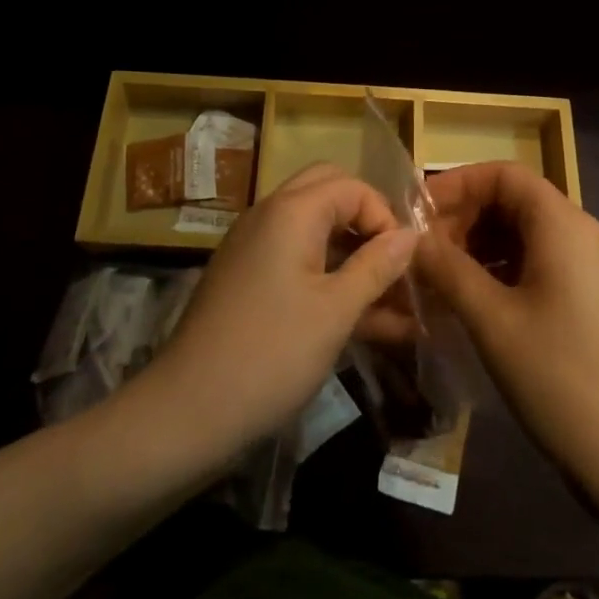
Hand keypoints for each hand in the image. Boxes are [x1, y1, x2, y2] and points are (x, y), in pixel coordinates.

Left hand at [145, 163, 416, 463]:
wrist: (186, 412)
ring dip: (352, 255)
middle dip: (367, 223)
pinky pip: (297, 261)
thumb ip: (377, 266)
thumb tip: (411, 234)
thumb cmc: (271, 354)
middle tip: (392, 263)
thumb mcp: (336, 311)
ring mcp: (255, 247)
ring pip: (315, 230)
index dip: (385, 217)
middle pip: (329, 194)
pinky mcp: (248, 279)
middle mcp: (270, 215)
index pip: (352, 186)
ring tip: (393, 302)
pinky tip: (364, 321)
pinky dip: (329, 277)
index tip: (404, 262)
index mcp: (291, 211)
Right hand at [415, 163, 598, 516]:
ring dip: (483, 247)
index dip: (458, 184)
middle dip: (466, 218)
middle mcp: (586, 235)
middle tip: (425, 254)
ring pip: (529, 236)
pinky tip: (479, 305)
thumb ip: (447, 270)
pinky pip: (545, 265)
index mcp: (564, 225)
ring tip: (444, 281)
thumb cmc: (561, 379)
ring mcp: (597, 269)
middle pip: (517, 202)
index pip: (505, 174)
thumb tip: (410, 239)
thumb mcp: (492, 321)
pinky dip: (506, 272)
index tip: (418, 213)